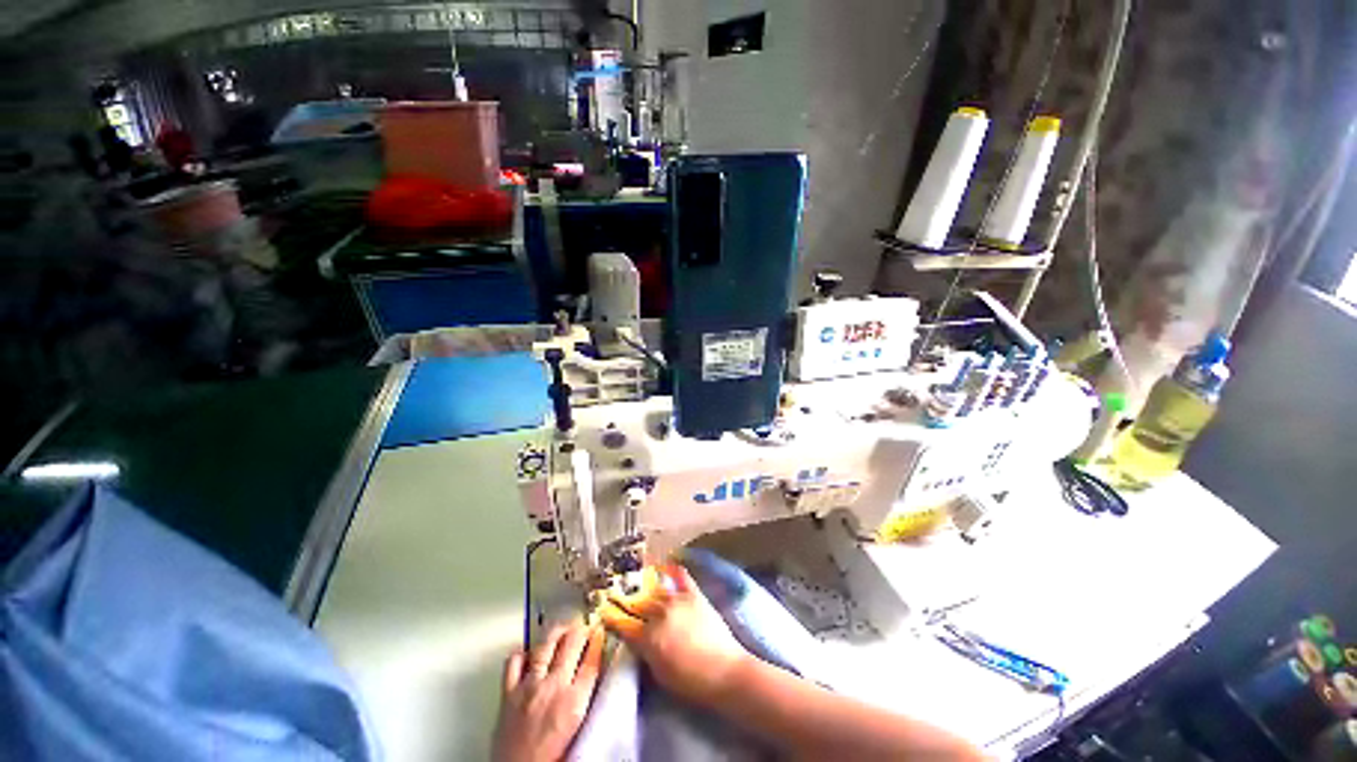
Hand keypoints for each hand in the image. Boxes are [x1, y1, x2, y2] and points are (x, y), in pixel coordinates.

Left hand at [493, 622, 604, 761]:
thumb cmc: (552, 760)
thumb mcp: (579, 727)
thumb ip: (586, 697)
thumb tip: (594, 674)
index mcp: (575, 702)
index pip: (592, 659)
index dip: (598, 640)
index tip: (601, 632)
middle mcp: (553, 687)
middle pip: (571, 642)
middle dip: (580, 629)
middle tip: (584, 626)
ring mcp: (528, 686)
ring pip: (545, 643)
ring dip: (557, 631)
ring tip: (564, 627)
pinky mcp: (508, 693)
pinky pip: (514, 661)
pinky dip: (523, 651)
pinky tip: (531, 651)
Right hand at [599, 563, 750, 702]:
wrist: (725, 672)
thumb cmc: (690, 682)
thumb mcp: (659, 674)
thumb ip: (644, 652)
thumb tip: (634, 638)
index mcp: (648, 637)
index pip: (623, 623)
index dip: (611, 616)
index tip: (602, 609)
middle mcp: (660, 613)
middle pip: (637, 603)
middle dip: (624, 599)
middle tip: (614, 592)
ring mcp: (677, 600)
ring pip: (655, 590)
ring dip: (644, 586)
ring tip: (634, 579)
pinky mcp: (694, 594)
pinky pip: (681, 576)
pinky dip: (672, 569)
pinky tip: (665, 564)